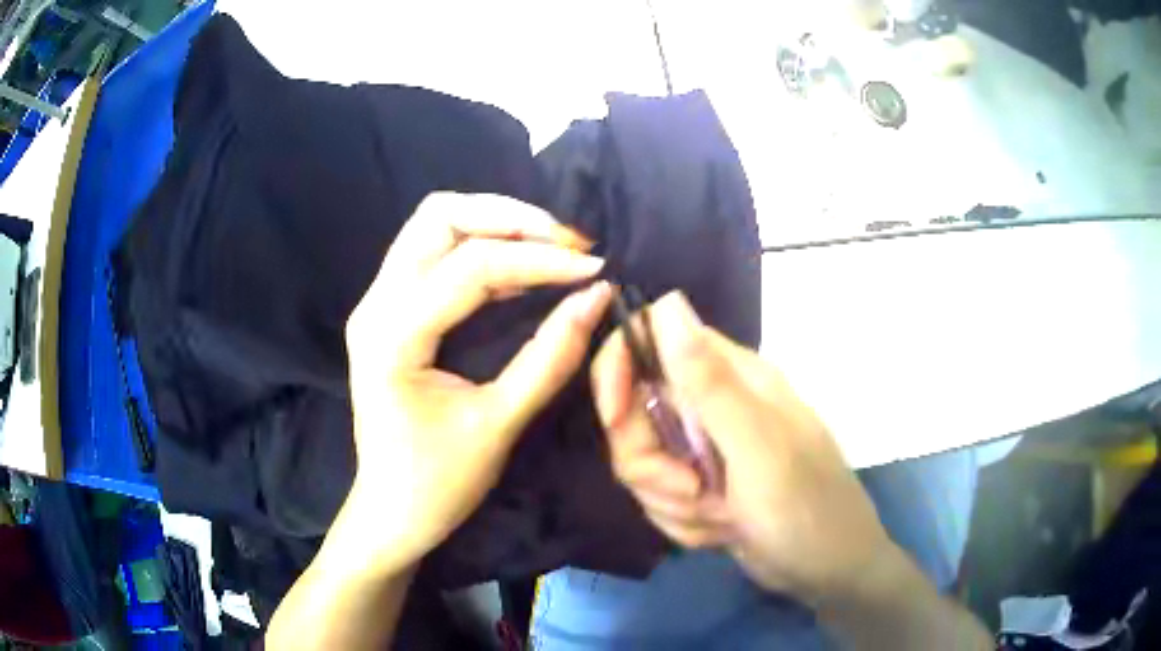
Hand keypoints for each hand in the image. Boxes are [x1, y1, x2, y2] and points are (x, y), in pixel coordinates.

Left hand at [343, 192, 611, 571]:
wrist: (390, 513)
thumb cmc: (437, 484)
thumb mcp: (498, 425)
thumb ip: (549, 358)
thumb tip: (597, 297)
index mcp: (391, 335)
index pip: (471, 267)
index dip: (540, 259)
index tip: (595, 267)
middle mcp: (375, 304)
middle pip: (439, 217)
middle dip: (510, 218)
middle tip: (569, 242)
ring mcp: (377, 304)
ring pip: (435, 226)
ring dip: (496, 225)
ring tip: (553, 247)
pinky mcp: (390, 312)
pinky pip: (435, 254)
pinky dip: (483, 248)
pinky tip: (524, 267)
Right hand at [591, 291, 892, 604]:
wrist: (827, 568)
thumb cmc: (803, 505)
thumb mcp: (756, 446)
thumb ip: (709, 380)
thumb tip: (667, 303)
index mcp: (730, 376)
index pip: (651, 339)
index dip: (619, 369)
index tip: (614, 418)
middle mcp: (712, 405)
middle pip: (635, 412)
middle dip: (651, 462)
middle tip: (692, 489)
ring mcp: (704, 448)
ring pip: (643, 461)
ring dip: (671, 500)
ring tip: (720, 514)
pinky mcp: (701, 484)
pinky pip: (659, 495)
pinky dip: (683, 520)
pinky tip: (722, 530)